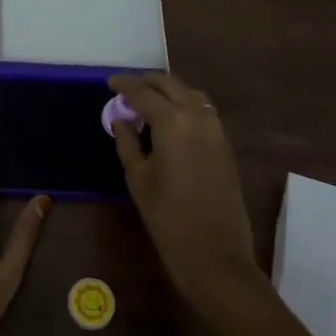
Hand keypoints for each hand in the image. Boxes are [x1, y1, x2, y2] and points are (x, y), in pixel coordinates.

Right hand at [108, 73, 259, 308]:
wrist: (215, 254)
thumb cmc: (168, 218)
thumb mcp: (138, 178)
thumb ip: (127, 142)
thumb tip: (121, 119)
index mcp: (172, 121)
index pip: (143, 92)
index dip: (125, 85)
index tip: (110, 81)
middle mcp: (197, 116)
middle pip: (171, 85)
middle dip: (148, 82)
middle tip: (127, 88)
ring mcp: (216, 129)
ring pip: (190, 94)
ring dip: (169, 91)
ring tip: (148, 101)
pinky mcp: (225, 144)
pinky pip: (202, 110)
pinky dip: (184, 105)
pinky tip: (170, 119)